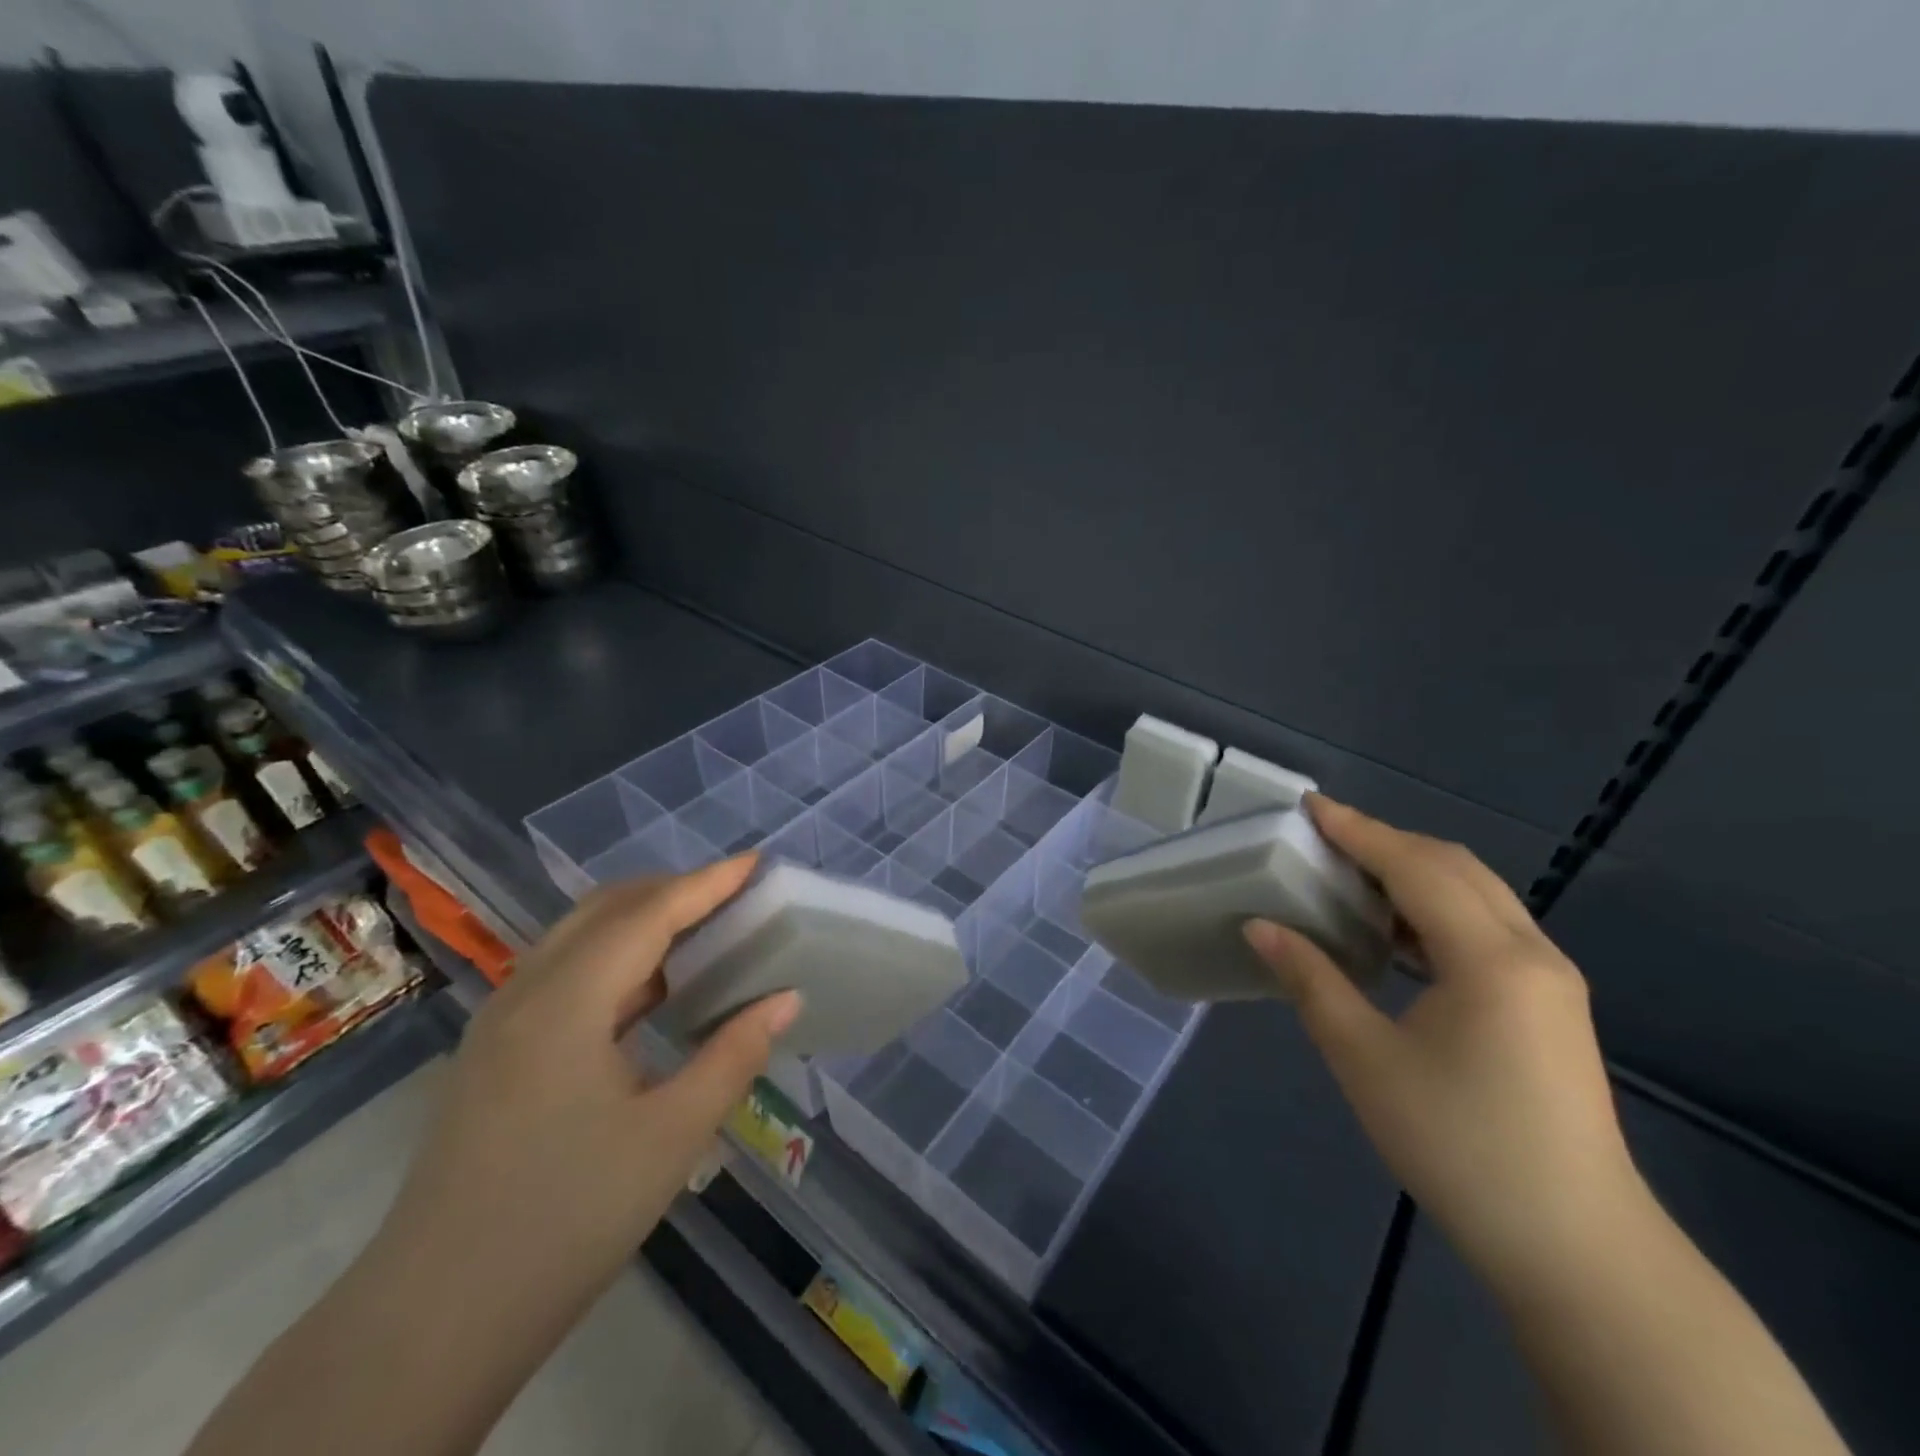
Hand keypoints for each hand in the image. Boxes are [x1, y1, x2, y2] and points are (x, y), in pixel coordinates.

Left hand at [379, 855, 800, 1305]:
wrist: (433, 1320)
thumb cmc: (566, 1219)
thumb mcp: (671, 1137)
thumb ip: (734, 1054)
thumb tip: (786, 998)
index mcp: (566, 1002)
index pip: (648, 914)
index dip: (707, 883)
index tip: (755, 862)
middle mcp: (526, 992)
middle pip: (606, 909)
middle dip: (673, 891)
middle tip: (733, 898)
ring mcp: (501, 1021)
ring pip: (579, 937)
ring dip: (642, 922)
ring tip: (702, 933)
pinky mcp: (494, 1051)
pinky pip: (564, 973)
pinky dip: (616, 958)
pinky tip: (650, 991)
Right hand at [1243, 797, 1649, 1294]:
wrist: (1576, 1249)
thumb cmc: (1459, 1145)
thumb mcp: (1366, 1060)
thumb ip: (1311, 981)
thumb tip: (1261, 926)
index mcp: (1491, 958)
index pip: (1416, 867)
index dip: (1359, 831)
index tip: (1309, 806)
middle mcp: (1531, 953)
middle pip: (1454, 868)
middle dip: (1386, 841)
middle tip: (1323, 837)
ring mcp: (1550, 981)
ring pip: (1477, 895)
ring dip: (1412, 873)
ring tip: (1350, 875)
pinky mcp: (1550, 1007)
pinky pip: (1487, 928)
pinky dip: (1435, 909)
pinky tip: (1396, 933)